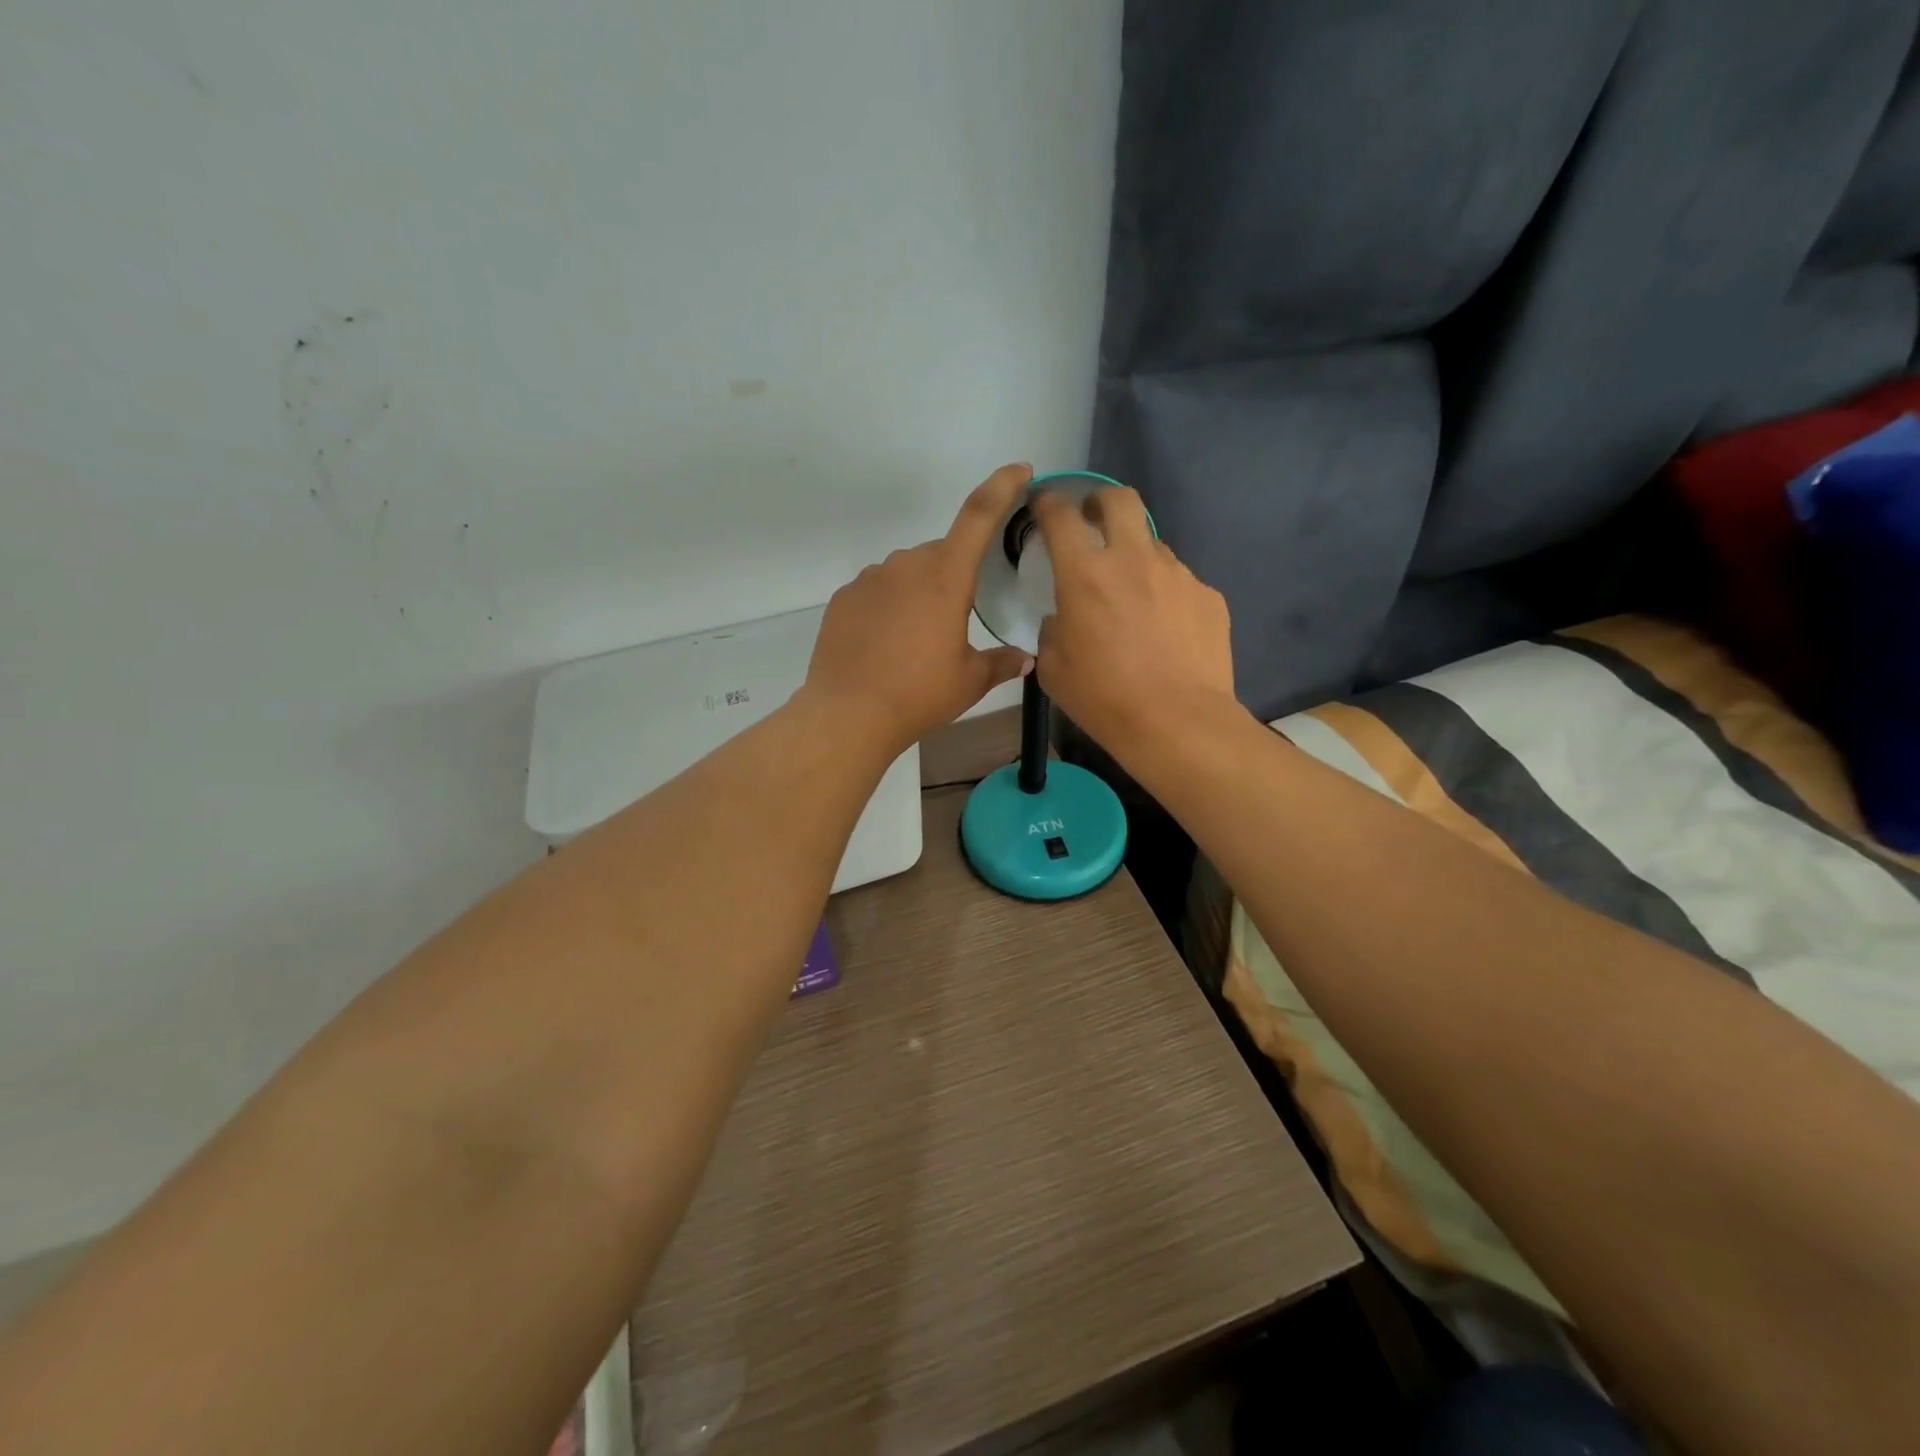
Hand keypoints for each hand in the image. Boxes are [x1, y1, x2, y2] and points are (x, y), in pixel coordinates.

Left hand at [804, 464, 1035, 753]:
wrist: (848, 714)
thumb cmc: (919, 694)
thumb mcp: (969, 681)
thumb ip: (1001, 663)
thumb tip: (1025, 659)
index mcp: (945, 576)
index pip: (978, 515)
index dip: (1002, 487)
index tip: (1019, 471)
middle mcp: (906, 565)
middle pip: (940, 555)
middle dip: (953, 577)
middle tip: (954, 624)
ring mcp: (869, 579)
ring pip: (906, 573)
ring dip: (918, 594)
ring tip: (916, 642)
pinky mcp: (843, 598)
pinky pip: (876, 592)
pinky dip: (888, 608)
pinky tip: (886, 645)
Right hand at [1032, 485, 1235, 755]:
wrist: (1178, 723)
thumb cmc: (1104, 699)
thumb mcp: (1054, 670)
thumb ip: (1052, 632)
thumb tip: (1062, 619)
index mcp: (1085, 574)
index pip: (1061, 516)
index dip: (1048, 504)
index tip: (1044, 507)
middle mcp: (1133, 560)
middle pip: (1120, 500)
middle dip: (1101, 501)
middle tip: (1093, 520)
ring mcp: (1177, 575)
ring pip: (1153, 546)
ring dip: (1136, 558)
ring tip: (1134, 598)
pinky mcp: (1208, 596)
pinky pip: (1180, 583)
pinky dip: (1166, 595)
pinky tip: (1166, 631)